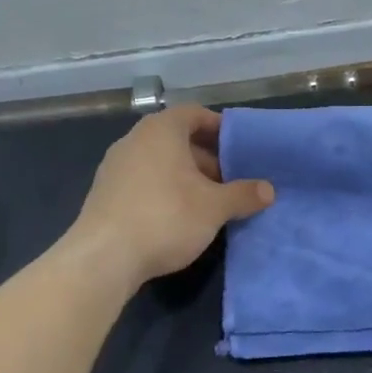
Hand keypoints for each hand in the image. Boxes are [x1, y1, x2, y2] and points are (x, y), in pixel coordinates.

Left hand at [68, 106, 273, 288]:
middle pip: (177, 139)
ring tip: (209, 202)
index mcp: (161, 130)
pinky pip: (143, 181)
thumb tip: (268, 190)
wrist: (103, 258)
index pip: (194, 114)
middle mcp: (134, 140)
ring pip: (160, 162)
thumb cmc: (165, 217)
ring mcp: (115, 167)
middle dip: (206, 158)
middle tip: (230, 180)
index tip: (240, 148)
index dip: (219, 128)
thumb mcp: (214, 207)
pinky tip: (178, 218)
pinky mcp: (105, 194)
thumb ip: (243, 194)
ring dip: (186, 177)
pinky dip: (164, 190)